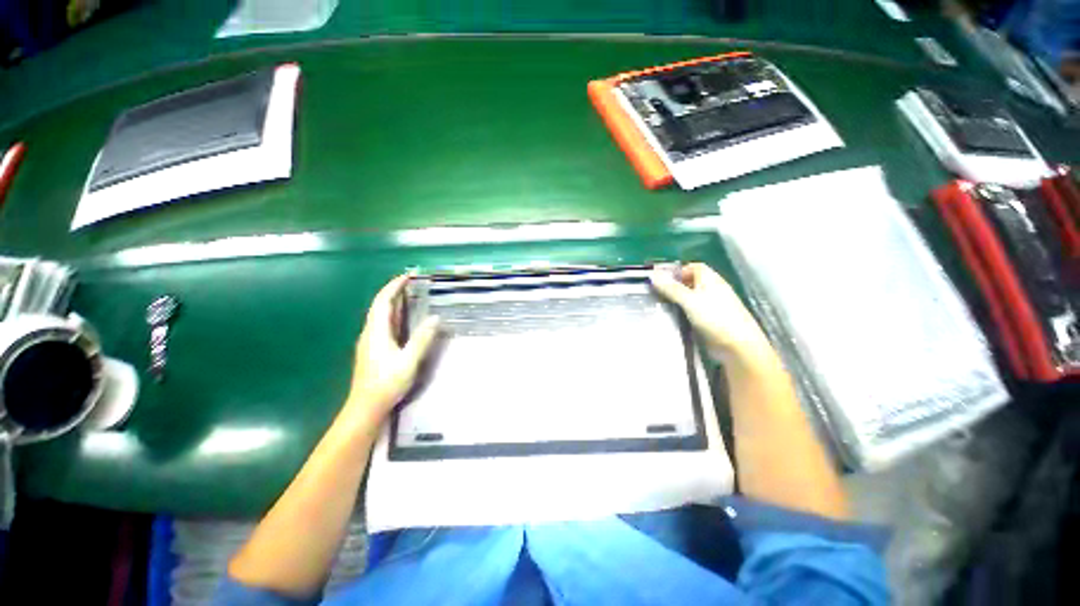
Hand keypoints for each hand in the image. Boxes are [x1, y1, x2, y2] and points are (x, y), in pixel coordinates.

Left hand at [345, 275, 439, 421]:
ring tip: (410, 296)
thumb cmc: (387, 383)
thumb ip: (422, 339)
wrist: (366, 407)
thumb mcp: (408, 361)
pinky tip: (404, 320)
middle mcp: (370, 333)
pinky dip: (393, 315)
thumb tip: (435, 318)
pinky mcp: (373, 350)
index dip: (393, 286)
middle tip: (412, 283)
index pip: (382, 301)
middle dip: (394, 291)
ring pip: (381, 316)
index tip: (407, 276)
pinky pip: (383, 325)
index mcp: (376, 332)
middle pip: (380, 306)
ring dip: (393, 303)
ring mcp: (370, 342)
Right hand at [650, 263, 771, 363]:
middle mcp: (711, 291)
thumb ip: (671, 288)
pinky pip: (690, 312)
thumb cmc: (716, 319)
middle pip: (690, 282)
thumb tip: (652, 274)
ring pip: (689, 298)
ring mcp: (710, 307)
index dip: (677, 270)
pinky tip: (668, 317)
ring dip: (675, 300)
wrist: (737, 348)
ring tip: (656, 304)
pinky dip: (679, 312)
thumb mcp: (690, 301)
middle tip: (653, 292)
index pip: (694, 267)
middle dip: (673, 285)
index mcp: (711, 280)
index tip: (660, 278)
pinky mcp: (707, 322)